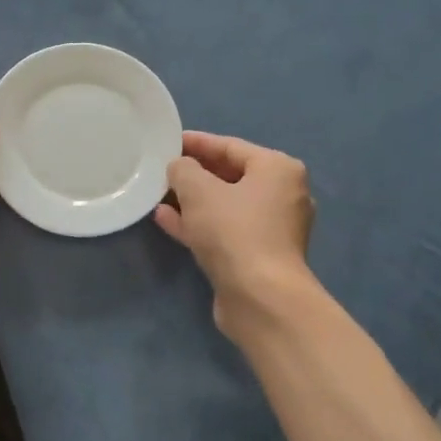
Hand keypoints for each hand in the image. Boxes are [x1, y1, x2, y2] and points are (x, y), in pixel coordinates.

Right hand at [156, 131, 315, 324]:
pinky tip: (166, 220)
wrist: (260, 297)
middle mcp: (282, 195)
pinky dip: (198, 224)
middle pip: (231, 176)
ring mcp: (272, 229)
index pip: (231, 146)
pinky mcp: (258, 256)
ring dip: (192, 201)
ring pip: (225, 206)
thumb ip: (184, 170)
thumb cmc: (234, 232)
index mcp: (278, 169)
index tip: (169, 142)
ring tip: (159, 195)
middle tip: (162, 170)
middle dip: (195, 174)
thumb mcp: (199, 191)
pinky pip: (224, 230)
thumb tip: (179, 167)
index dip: (197, 143)